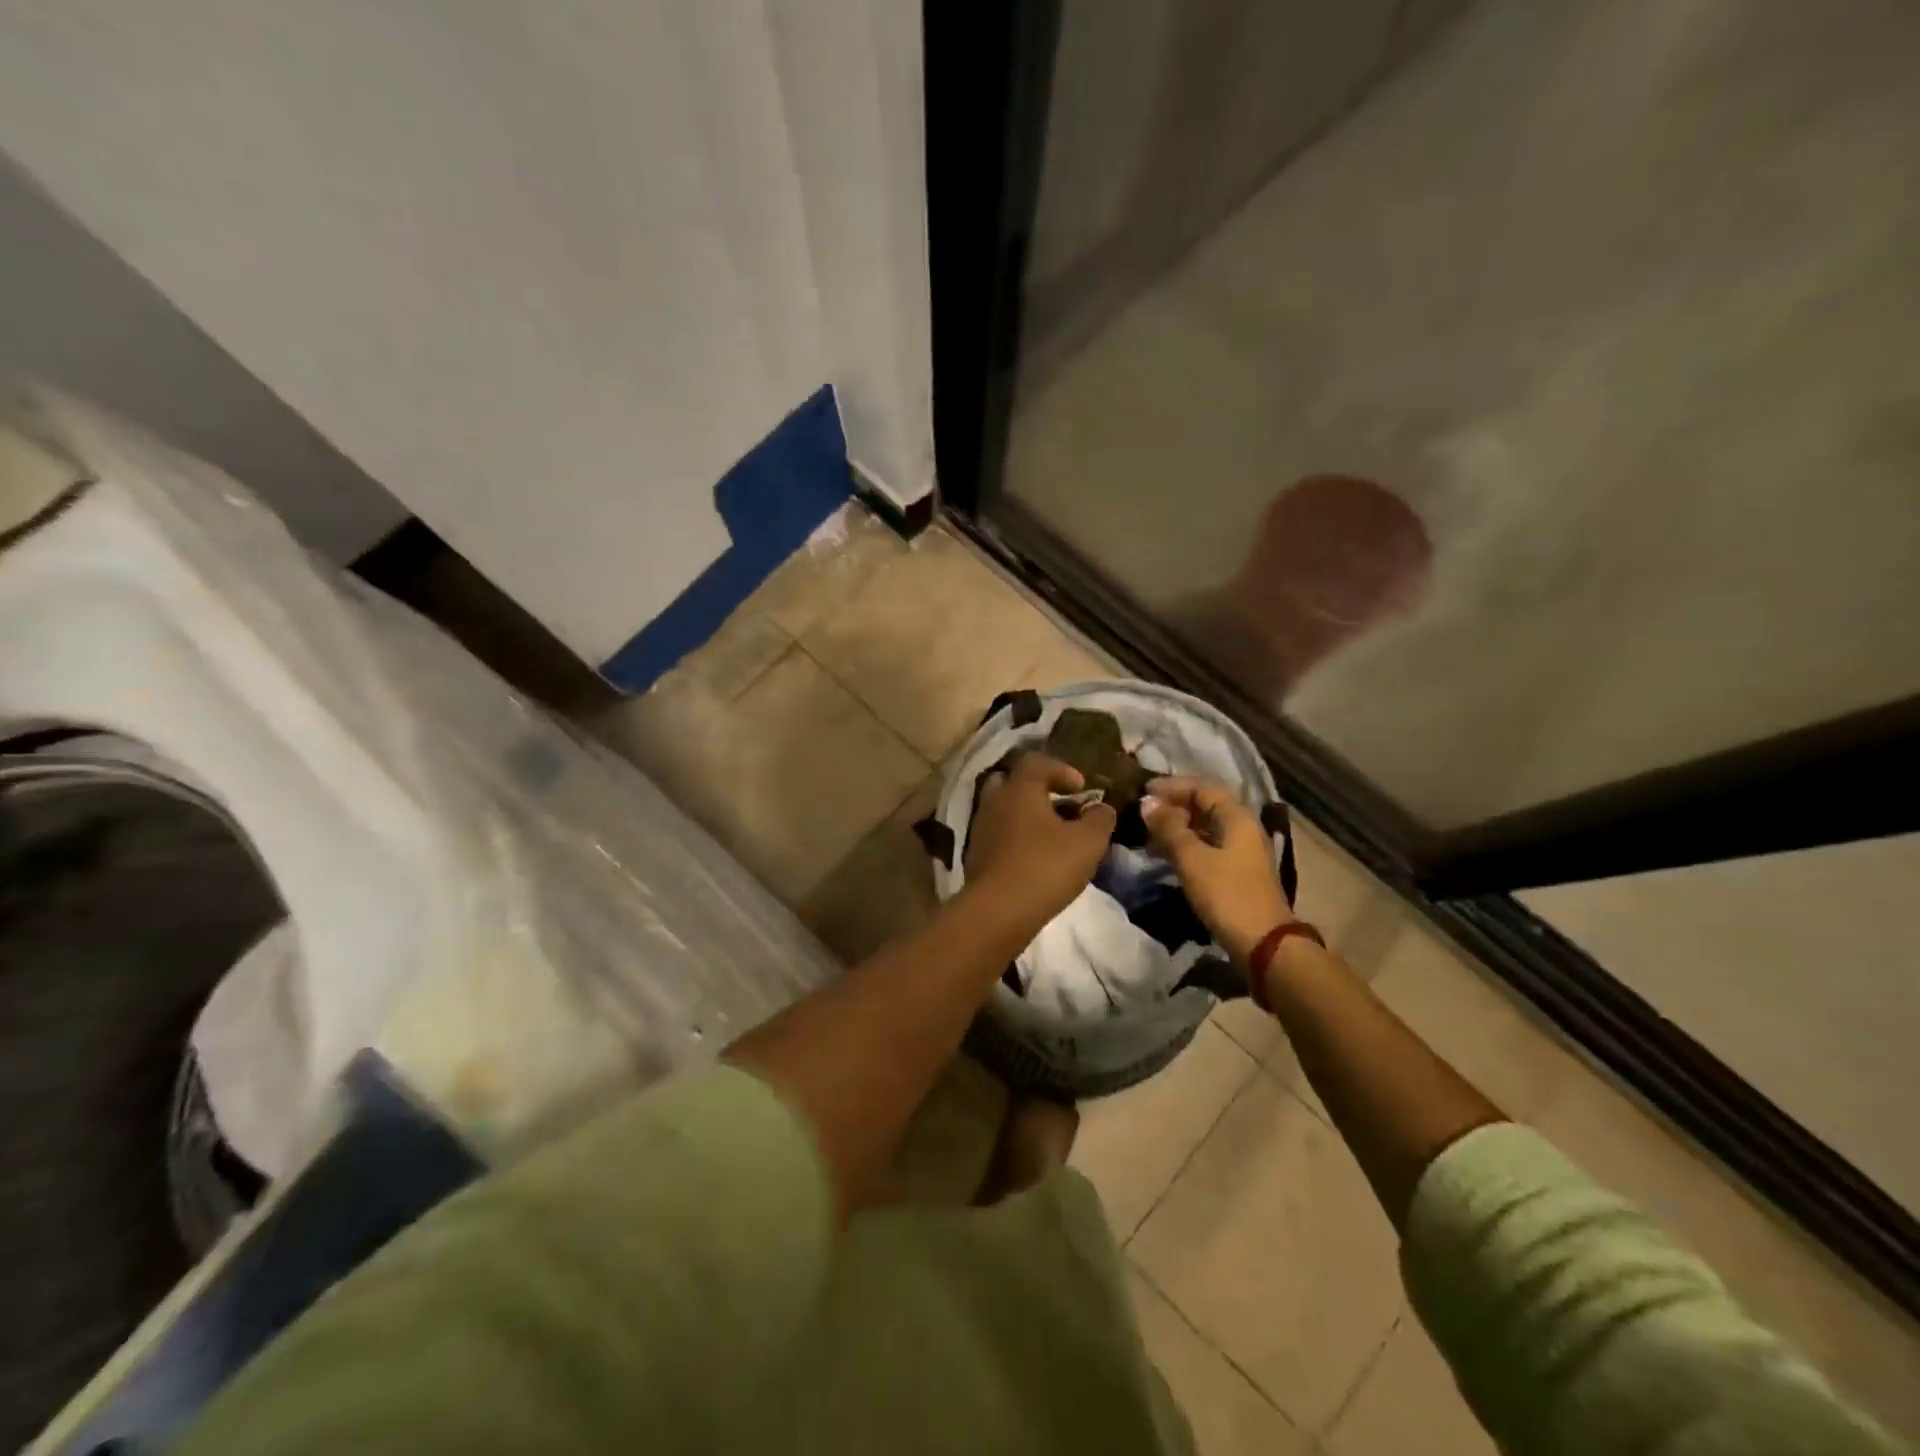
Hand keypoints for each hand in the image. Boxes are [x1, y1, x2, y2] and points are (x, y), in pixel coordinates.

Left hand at [965, 752, 1117, 929]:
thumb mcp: (1088, 842)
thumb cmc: (1045, 867)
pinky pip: (998, 834)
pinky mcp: (975, 854)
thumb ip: (1099, 819)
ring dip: (1026, 816)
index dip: (1062, 769)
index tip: (1081, 788)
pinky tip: (1033, 858)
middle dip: (1037, 789)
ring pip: (1004, 809)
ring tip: (1051, 836)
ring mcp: (980, 827)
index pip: (1037, 761)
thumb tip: (1101, 808)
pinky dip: (1015, 838)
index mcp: (1020, 788)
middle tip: (1060, 806)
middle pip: (1013, 781)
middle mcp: (995, 800)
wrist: (997, 911)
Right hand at [1142, 776, 1293, 964]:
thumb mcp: (1192, 858)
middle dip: (1174, 806)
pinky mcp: (1236, 873)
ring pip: (1205, 828)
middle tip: (1144, 812)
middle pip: (1206, 806)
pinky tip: (1166, 855)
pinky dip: (1185, 845)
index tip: (1144, 789)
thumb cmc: (1227, 894)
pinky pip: (1207, 847)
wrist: (1263, 944)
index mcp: (1237, 818)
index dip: (1173, 786)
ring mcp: (1241, 853)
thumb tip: (1147, 803)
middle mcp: (1242, 829)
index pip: (1203, 788)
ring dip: (1177, 826)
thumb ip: (1169, 828)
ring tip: (1149, 833)